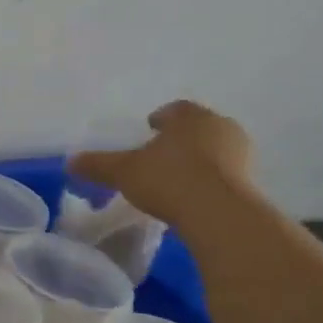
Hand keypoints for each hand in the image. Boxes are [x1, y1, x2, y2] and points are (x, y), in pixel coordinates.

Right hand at [68, 101, 257, 230]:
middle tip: (160, 151)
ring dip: (198, 157)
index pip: (175, 109)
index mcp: (190, 116)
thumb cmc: (168, 179)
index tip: (149, 128)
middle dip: (180, 137)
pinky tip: (192, 193)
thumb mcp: (123, 172)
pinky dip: (210, 177)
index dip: (160, 117)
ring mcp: (241, 153)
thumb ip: (97, 164)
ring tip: (176, 175)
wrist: (220, 214)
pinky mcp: (252, 180)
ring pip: (214, 148)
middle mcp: (219, 126)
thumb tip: (70, 161)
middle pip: (197, 126)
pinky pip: (225, 172)